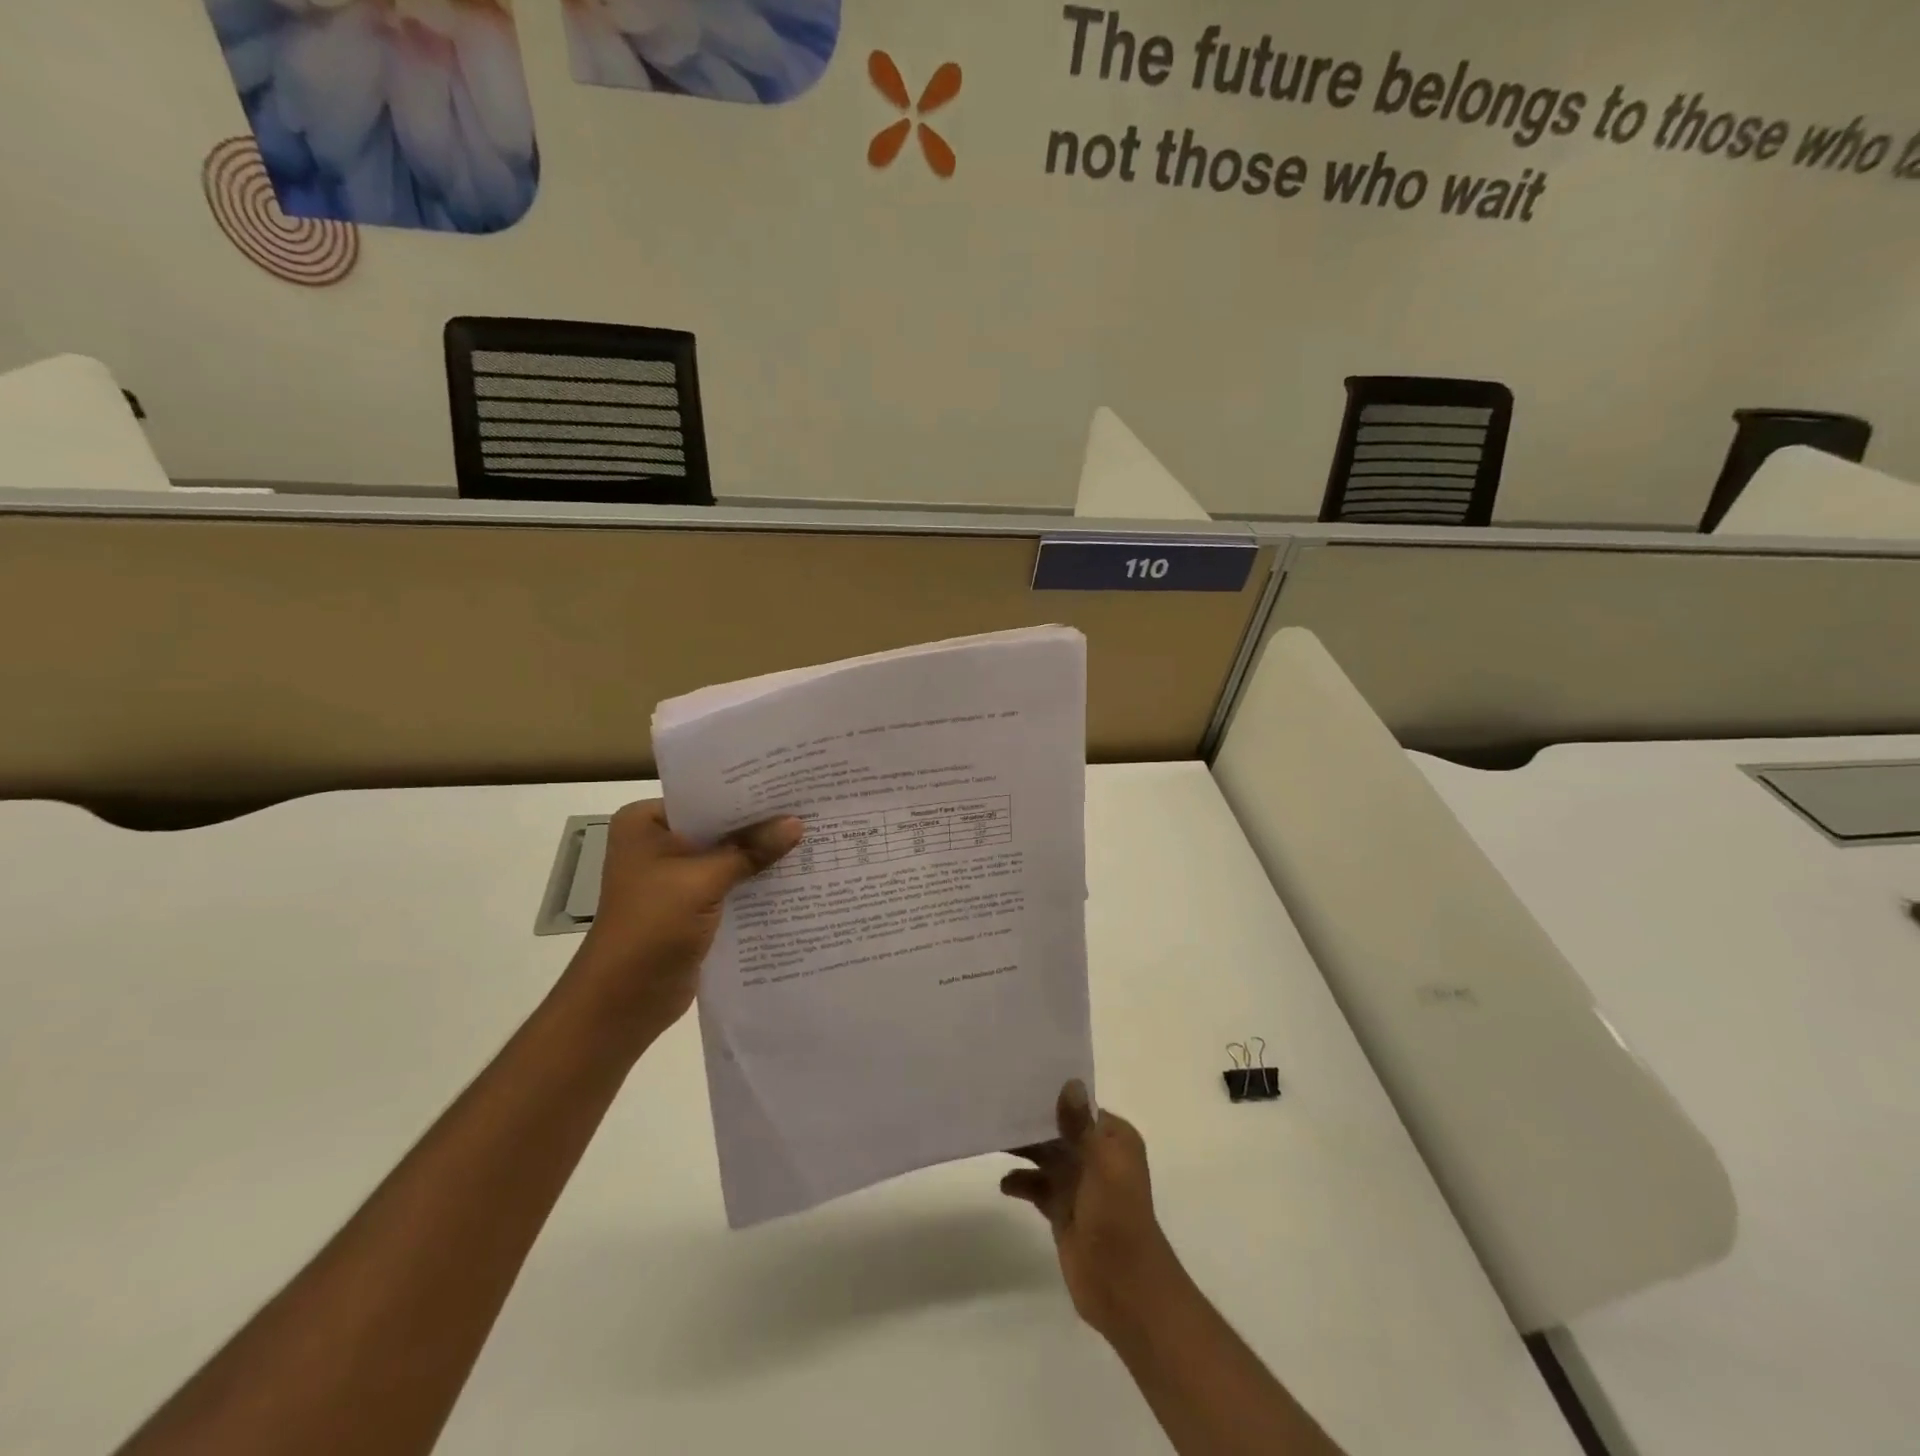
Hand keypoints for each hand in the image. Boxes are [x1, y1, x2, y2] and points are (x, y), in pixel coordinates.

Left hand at [566, 800, 801, 1043]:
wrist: (623, 1001)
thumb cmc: (651, 927)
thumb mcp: (703, 881)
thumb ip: (750, 850)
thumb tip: (797, 823)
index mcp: (646, 823)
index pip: (705, 796)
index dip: (747, 793)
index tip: (791, 784)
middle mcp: (657, 843)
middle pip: (719, 826)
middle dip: (759, 824)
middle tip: (810, 807)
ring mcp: (674, 877)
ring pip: (727, 856)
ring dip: (760, 855)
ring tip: (812, 836)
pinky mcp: (690, 906)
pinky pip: (729, 884)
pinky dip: (754, 882)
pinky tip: (794, 875)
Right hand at [1000, 1080, 1180, 1338]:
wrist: (1124, 1288)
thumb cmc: (1117, 1217)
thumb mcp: (1101, 1164)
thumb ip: (1080, 1125)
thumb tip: (1069, 1082)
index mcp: (1113, 1139)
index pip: (1080, 1105)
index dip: (1053, 1093)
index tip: (1020, 1078)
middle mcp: (1096, 1156)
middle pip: (1058, 1129)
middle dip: (1031, 1120)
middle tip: (995, 1104)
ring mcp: (1078, 1184)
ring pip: (1045, 1156)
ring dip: (1023, 1148)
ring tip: (992, 1137)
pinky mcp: (1063, 1211)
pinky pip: (1037, 1186)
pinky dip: (1021, 1181)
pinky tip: (1004, 1183)